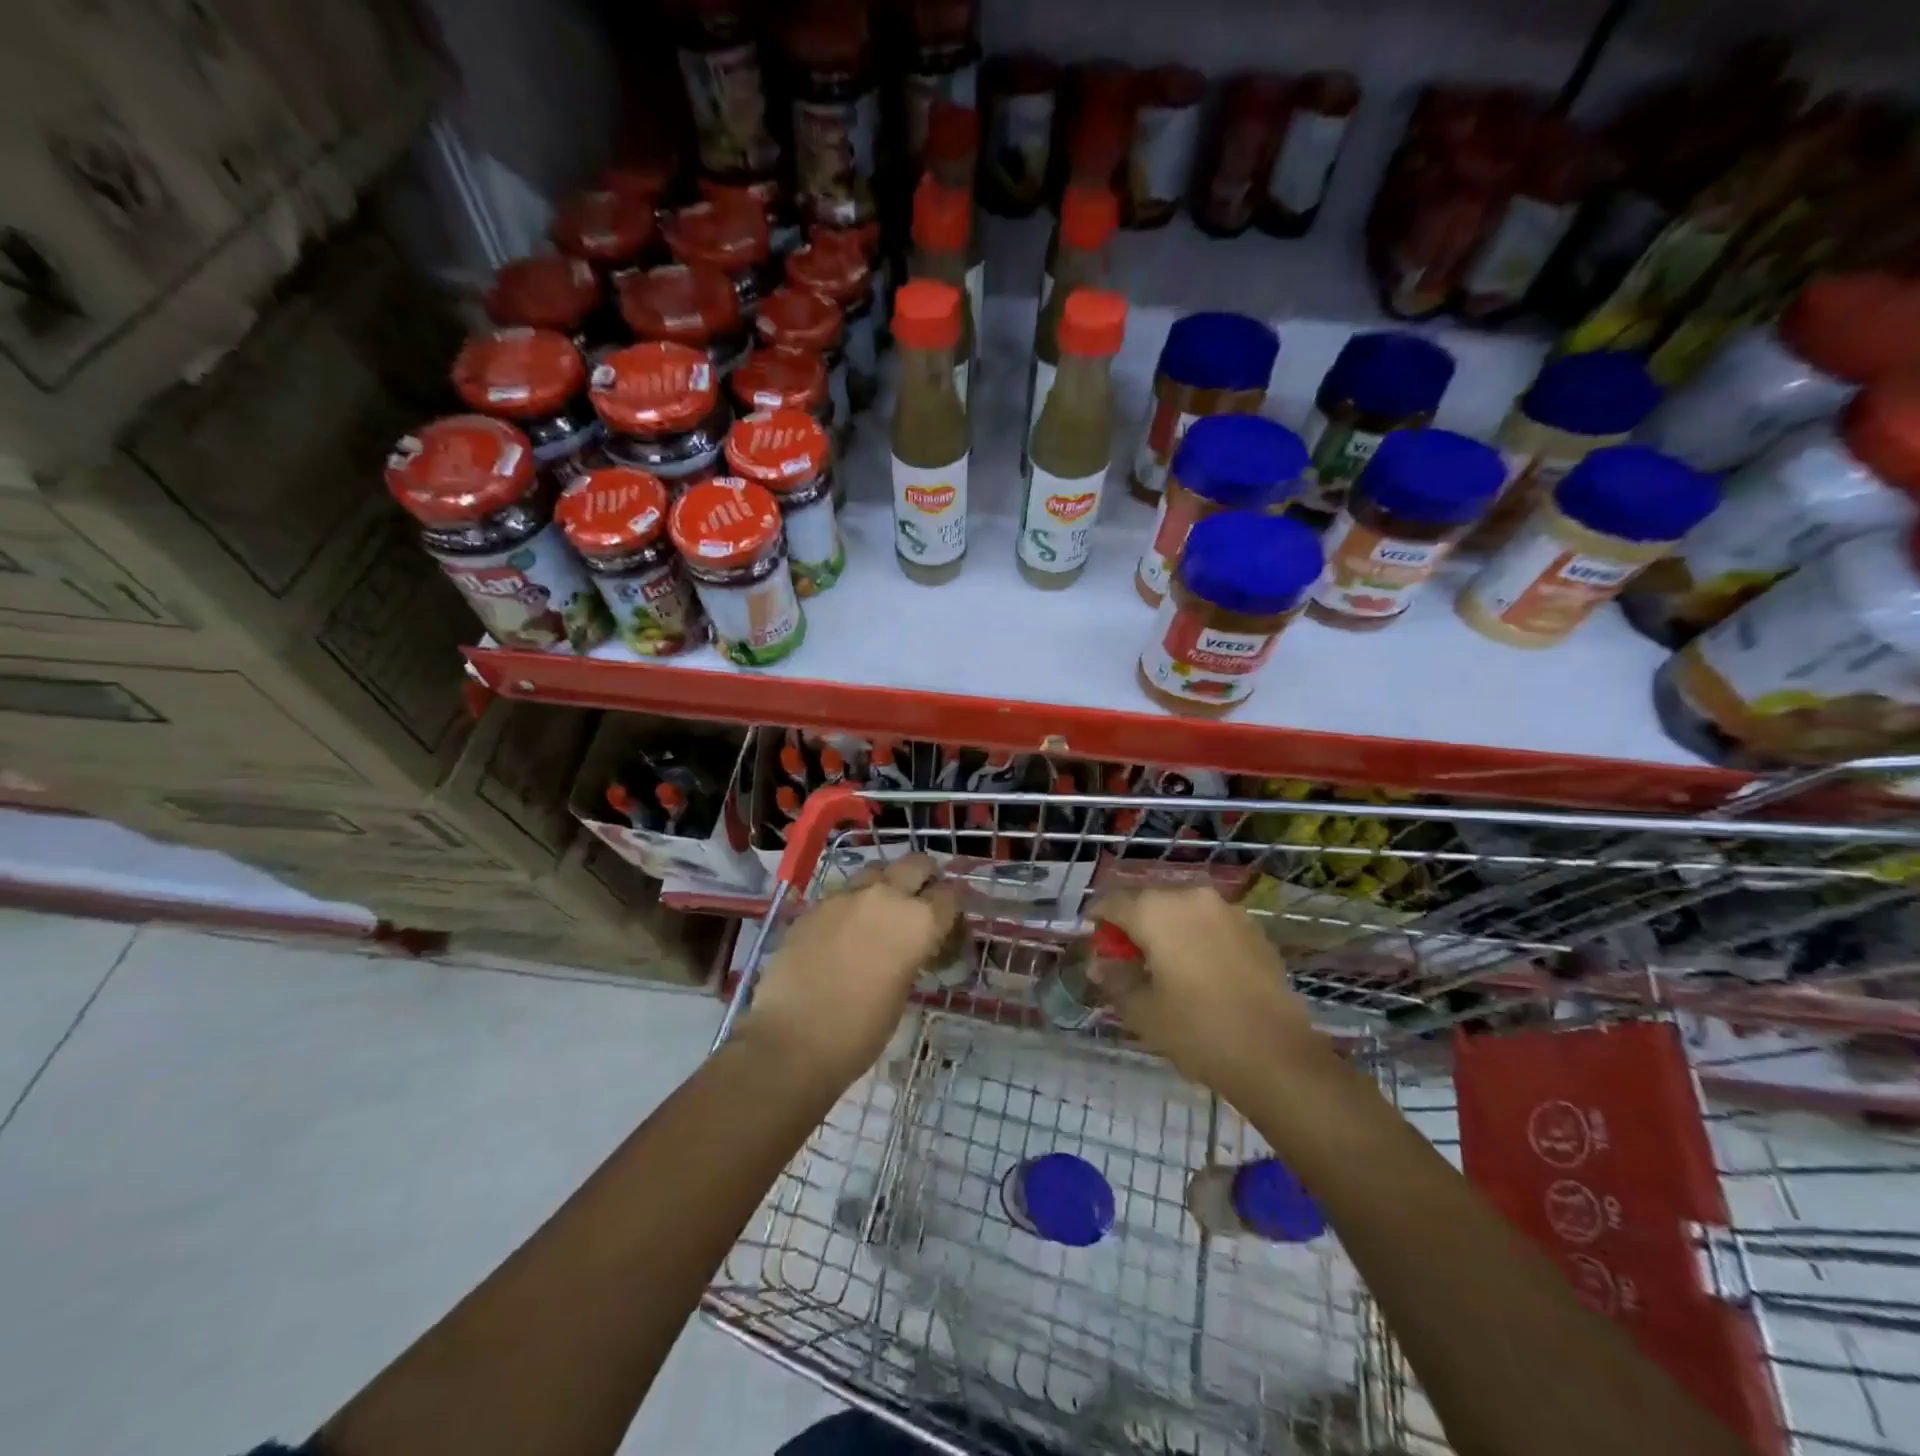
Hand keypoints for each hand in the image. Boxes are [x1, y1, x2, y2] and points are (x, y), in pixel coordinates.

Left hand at [738, 854, 959, 1090]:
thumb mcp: (902, 993)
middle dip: (924, 878)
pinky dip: (852, 904)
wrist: (792, 1040)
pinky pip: (843, 893)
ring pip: (877, 870)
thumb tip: (907, 946)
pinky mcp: (815, 905)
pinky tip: (844, 931)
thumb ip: (910, 955)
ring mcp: (846, 896)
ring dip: (886, 884)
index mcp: (918, 922)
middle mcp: (886, 896)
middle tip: (919, 902)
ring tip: (880, 912)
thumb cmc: (859, 1031)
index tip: (948, 919)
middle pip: (916, 864)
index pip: (949, 895)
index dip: (951, 906)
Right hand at [1092, 886, 1331, 1105]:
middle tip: (1125, 958)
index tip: (1092, 941)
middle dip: (1132, 924)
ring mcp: (1226, 910)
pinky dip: (1195, 937)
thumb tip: (1099, 962)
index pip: (1112, 902)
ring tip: (1162, 964)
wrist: (1276, 1055)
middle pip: (1148, 901)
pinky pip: (1210, 923)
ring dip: (1165, 929)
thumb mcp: (1142, 1010)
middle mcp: (1190, 898)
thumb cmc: (1197, 1030)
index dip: (1098, 920)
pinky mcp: (1253, 928)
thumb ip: (1115, 978)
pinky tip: (1198, 969)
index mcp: (1156, 911)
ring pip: (1181, 910)